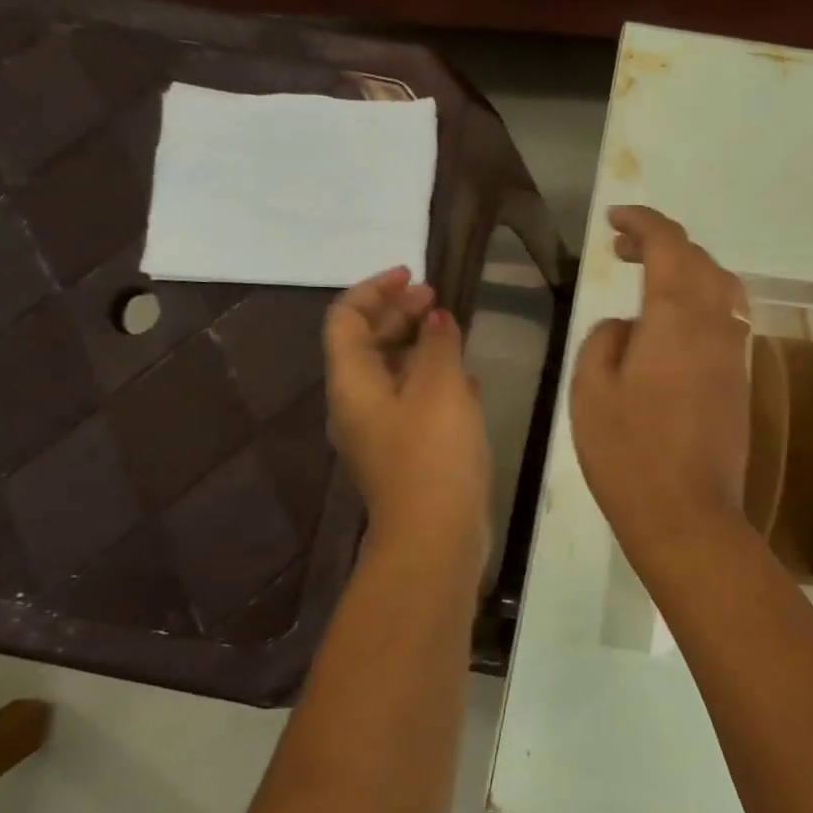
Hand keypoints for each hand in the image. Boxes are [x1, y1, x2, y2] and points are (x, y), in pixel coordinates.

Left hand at [325, 268, 490, 568]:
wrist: (435, 536)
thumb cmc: (433, 454)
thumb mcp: (440, 388)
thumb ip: (438, 344)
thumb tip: (435, 320)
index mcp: (352, 383)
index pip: (347, 319)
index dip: (375, 289)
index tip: (414, 276)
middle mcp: (358, 405)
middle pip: (368, 344)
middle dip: (399, 314)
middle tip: (437, 297)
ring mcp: (382, 433)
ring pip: (393, 374)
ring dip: (419, 347)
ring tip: (454, 331)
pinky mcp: (406, 453)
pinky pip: (413, 403)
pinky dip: (433, 381)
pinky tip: (466, 378)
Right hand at [570, 207, 750, 558]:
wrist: (687, 514)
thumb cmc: (628, 453)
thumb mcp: (591, 391)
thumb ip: (605, 340)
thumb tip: (627, 327)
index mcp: (677, 317)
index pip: (668, 244)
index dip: (642, 222)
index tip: (614, 220)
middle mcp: (716, 324)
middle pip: (700, 260)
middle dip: (662, 243)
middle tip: (622, 251)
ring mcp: (735, 353)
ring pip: (721, 287)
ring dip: (687, 271)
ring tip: (650, 281)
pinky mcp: (740, 380)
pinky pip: (727, 319)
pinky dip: (702, 302)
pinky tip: (674, 325)